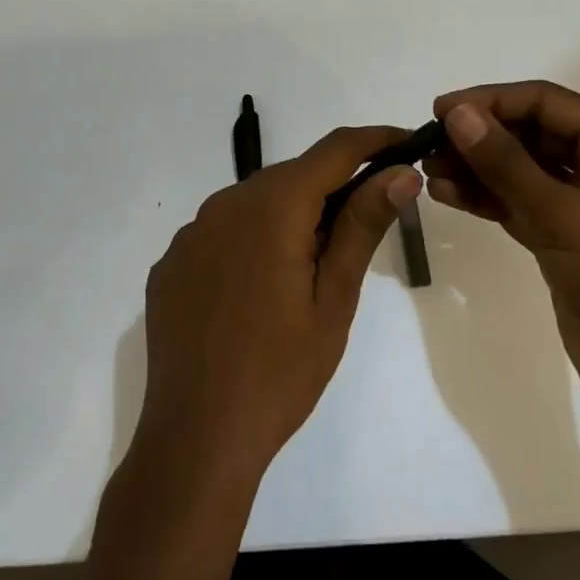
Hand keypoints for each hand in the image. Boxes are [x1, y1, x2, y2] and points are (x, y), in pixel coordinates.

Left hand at [135, 126, 419, 484]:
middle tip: (367, 222)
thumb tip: (401, 171)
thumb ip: (363, 224)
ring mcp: (191, 233)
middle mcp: (226, 203)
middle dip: (334, 186)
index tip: (407, 144)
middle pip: (293, 175)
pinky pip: (222, 232)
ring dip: (290, 215)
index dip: (375, 140)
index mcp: (272, 206)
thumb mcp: (334, 298)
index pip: (335, 149)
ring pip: (256, 202)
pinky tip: (258, 289)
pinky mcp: (172, 262)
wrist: (196, 439)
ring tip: (311, 268)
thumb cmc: (280, 372)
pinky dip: (251, 241)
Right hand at [424, 81, 579, 428]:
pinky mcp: (563, 237)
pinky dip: (484, 197)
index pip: (546, 102)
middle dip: (480, 135)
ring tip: (428, 168)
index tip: (440, 110)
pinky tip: (446, 193)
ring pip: (520, 168)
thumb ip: (506, 163)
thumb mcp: (564, 216)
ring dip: (476, 166)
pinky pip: (517, 202)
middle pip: (531, 132)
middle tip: (429, 143)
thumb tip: (458, 114)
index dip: (491, 100)